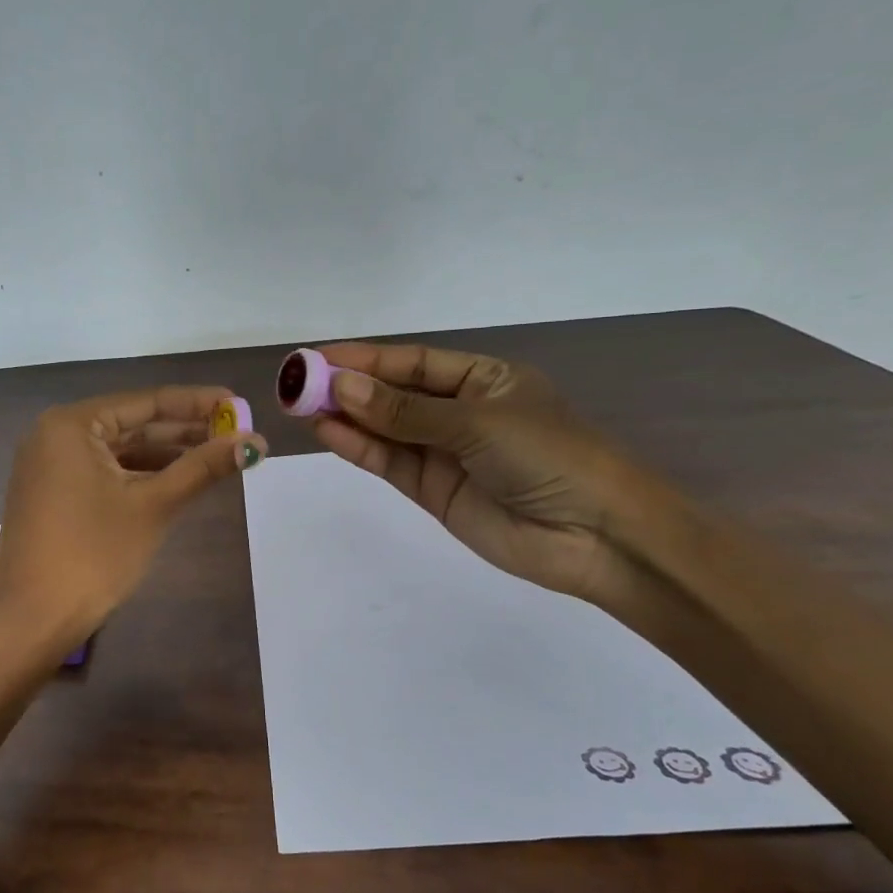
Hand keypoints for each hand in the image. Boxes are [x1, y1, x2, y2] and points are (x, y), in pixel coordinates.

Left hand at [0, 386, 267, 653]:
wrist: (34, 619)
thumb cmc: (93, 554)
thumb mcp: (154, 506)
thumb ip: (203, 467)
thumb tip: (255, 442)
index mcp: (72, 425)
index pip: (146, 403)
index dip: (197, 404)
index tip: (239, 404)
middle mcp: (56, 435)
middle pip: (133, 425)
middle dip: (185, 431)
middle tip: (237, 433)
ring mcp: (51, 466)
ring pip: (121, 451)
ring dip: (167, 455)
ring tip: (218, 456)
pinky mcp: (54, 494)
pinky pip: (105, 472)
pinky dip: (141, 476)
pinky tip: (179, 480)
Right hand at [309, 343, 645, 602]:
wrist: (595, 536)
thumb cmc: (548, 456)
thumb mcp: (476, 422)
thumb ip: (405, 411)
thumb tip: (342, 388)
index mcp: (483, 379)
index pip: (414, 362)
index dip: (366, 358)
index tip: (318, 356)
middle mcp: (460, 412)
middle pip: (394, 394)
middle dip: (348, 387)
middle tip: (297, 383)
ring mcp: (445, 452)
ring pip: (386, 428)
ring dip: (346, 417)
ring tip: (300, 405)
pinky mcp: (434, 490)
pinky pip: (390, 462)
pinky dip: (359, 448)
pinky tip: (327, 432)